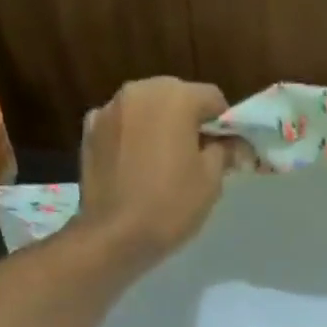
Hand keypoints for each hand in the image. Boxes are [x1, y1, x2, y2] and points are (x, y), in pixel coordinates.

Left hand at [76, 77, 240, 269]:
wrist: (115, 235)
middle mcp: (139, 90)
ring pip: (147, 108)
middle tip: (198, 156)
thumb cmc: (171, 205)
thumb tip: (236, 144)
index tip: (227, 151)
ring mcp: (110, 108)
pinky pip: (123, 124)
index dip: (225, 124)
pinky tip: (138, 165)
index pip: (212, 98)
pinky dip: (134, 136)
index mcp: (174, 98)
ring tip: (165, 162)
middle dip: (190, 120)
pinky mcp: (90, 130)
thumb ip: (225, 152)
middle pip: (176, 96)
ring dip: (161, 126)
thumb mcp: (211, 181)